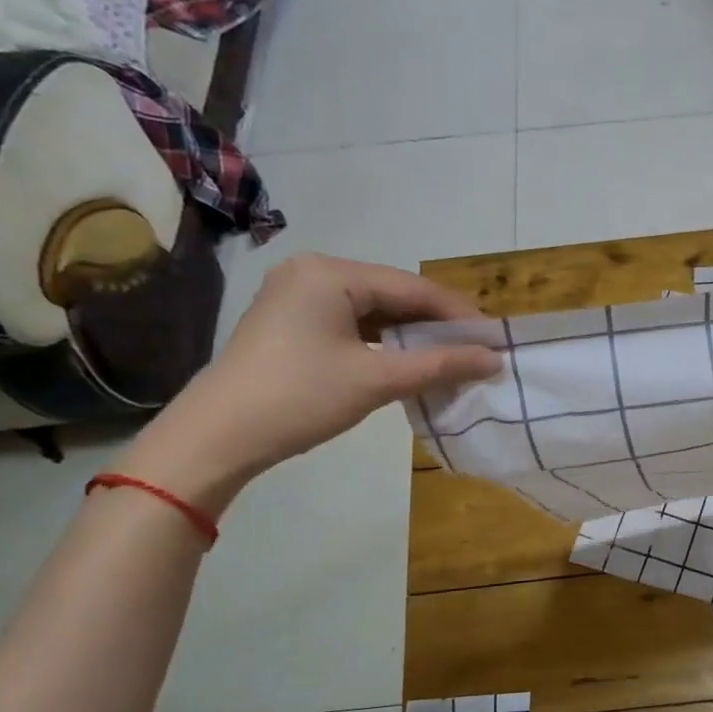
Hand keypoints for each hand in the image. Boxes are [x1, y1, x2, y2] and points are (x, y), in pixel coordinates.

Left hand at [120, 253, 501, 509]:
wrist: (217, 438)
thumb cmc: (300, 398)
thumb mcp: (376, 380)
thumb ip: (440, 365)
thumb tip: (494, 359)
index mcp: (331, 274)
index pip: (413, 287)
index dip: (458, 314)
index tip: (495, 340)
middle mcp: (315, 273)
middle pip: (394, 295)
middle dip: (437, 325)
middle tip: (477, 352)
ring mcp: (299, 297)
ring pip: (375, 311)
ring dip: (413, 336)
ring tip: (451, 359)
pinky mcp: (293, 323)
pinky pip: (353, 324)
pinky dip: (384, 343)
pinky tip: (409, 362)